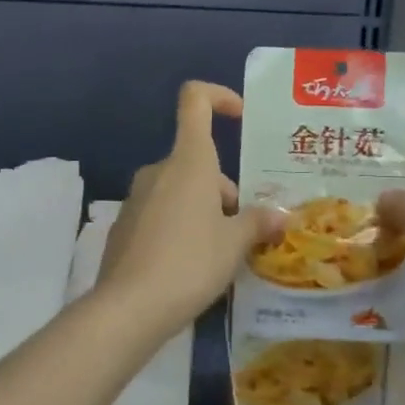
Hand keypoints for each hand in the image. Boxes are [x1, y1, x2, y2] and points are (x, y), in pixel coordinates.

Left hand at [100, 82, 283, 334]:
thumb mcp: (234, 244)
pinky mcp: (124, 227)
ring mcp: (136, 199)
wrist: (129, 308)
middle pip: (196, 161)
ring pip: (180, 190)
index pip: (195, 100)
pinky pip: (161, 215)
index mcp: (188, 161)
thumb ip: (258, 223)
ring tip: (222, 254)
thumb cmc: (191, 263)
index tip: (240, 117)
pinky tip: (190, 267)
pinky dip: (180, 227)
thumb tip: (280, 217)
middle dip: (224, 188)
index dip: (219, 97)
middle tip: (244, 230)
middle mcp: (158, 171)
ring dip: (204, 210)